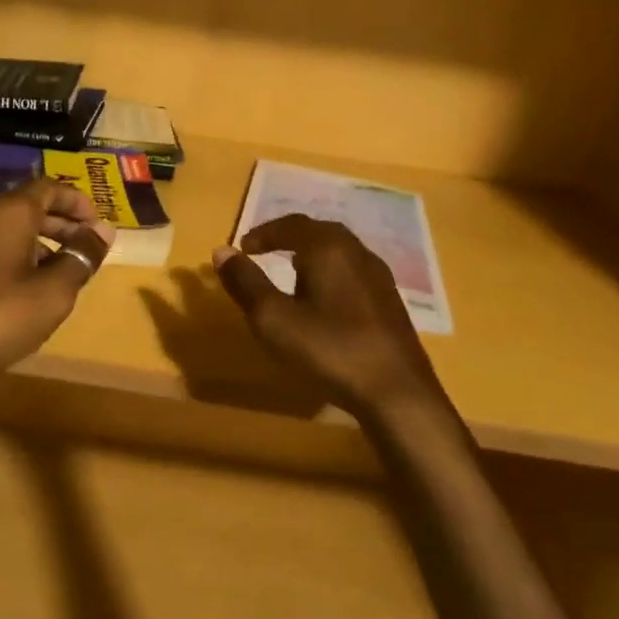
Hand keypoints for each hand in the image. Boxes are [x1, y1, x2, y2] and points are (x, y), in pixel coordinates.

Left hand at [0, 179, 113, 401]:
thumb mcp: (52, 293)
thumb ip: (80, 257)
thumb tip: (103, 231)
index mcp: (7, 212)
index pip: (49, 187)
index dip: (77, 202)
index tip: (96, 225)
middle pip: (24, 206)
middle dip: (58, 224)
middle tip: (81, 249)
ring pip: (1, 226)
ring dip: (32, 241)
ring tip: (53, 272)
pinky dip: (6, 254)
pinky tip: (14, 287)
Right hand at [213, 215, 449, 419]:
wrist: (397, 393)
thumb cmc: (329, 350)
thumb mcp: (273, 318)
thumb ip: (246, 282)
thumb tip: (222, 251)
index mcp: (329, 249)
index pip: (291, 224)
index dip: (263, 233)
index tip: (243, 248)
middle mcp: (358, 253)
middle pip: (319, 232)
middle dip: (288, 238)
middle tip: (264, 252)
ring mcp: (379, 278)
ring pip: (339, 252)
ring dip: (311, 256)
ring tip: (290, 275)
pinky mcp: (389, 303)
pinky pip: (352, 273)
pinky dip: (329, 275)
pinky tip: (323, 302)